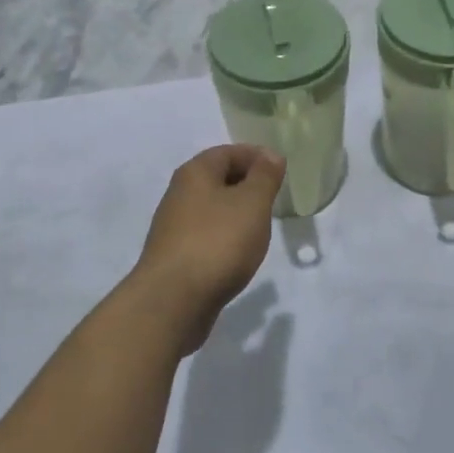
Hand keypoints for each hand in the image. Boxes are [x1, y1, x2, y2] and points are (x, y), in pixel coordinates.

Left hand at [132, 145, 284, 350]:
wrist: (173, 300)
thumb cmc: (218, 242)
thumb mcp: (252, 203)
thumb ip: (264, 176)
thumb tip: (270, 155)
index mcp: (195, 173)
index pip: (228, 152)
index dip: (256, 157)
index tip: (280, 171)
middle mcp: (179, 194)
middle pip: (217, 178)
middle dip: (247, 184)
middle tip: (274, 198)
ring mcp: (174, 227)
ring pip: (211, 209)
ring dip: (236, 212)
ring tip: (261, 227)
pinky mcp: (175, 256)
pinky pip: (206, 235)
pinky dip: (225, 237)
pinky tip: (239, 254)